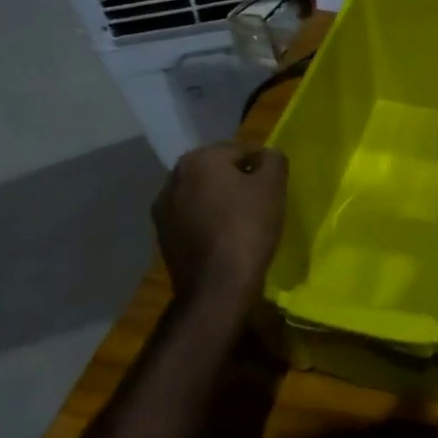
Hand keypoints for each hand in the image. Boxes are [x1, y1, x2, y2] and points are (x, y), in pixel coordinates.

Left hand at [153, 143, 287, 317]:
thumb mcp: (273, 185)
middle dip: (239, 179)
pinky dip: (208, 219)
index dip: (262, 164)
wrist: (217, 288)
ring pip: (203, 193)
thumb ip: (273, 159)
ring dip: (221, 199)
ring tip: (244, 218)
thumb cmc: (248, 227)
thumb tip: (267, 157)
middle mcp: (173, 178)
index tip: (275, 183)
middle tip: (262, 199)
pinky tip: (225, 236)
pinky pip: (192, 216)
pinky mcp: (162, 236)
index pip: (240, 150)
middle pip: (217, 170)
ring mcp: (163, 209)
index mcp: (198, 159)